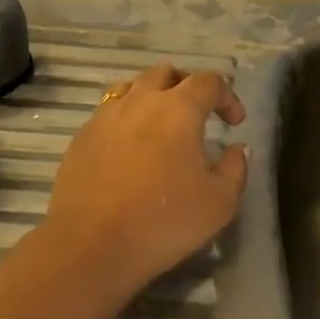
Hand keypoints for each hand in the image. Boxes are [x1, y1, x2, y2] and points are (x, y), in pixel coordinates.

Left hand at [42, 63, 247, 295]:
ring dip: (152, 96)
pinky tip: (129, 148)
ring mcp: (106, 116)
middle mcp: (140, 100)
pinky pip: (108, 112)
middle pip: (166, 73)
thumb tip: (237, 149)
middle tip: (197, 113)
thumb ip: (235, 169)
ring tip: (160, 123)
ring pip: (132, 86)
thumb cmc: (163, 221)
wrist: (90, 245)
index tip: (235, 123)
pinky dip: (125, 119)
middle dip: (186, 86)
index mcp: (178, 108)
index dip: (227, 96)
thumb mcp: (219, 203)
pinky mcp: (82, 137)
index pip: (209, 81)